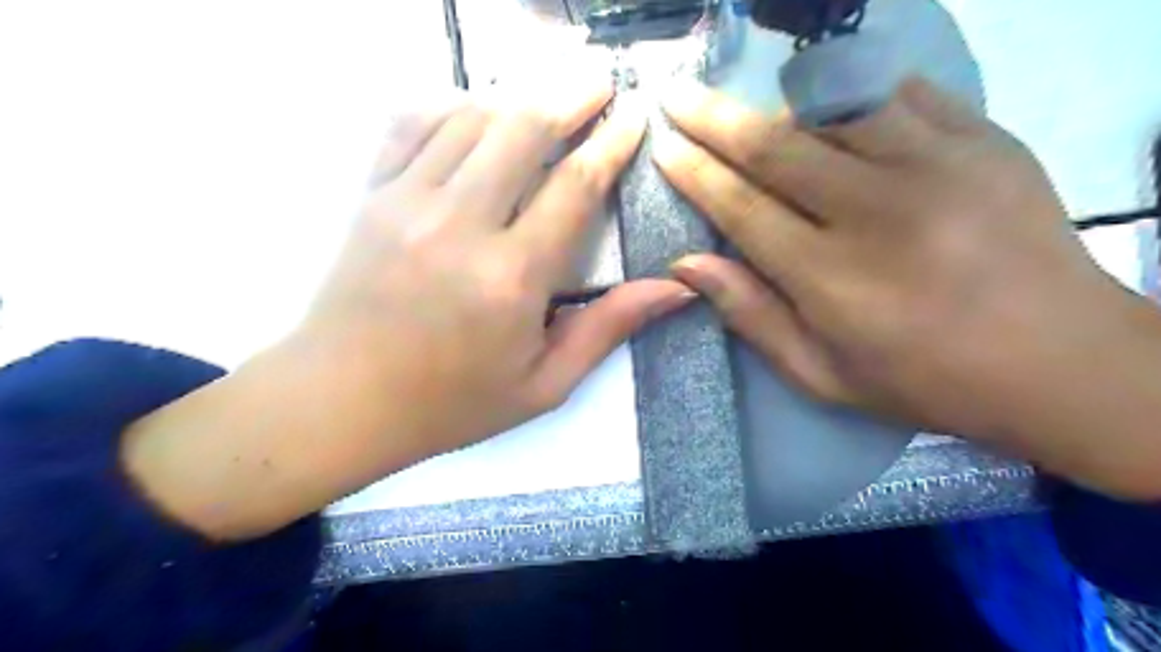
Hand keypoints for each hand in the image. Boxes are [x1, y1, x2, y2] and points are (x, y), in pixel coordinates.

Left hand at [299, 80, 690, 457]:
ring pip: (470, 118)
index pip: (575, 188)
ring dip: (515, 100)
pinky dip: (449, 106)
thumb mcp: (544, 384)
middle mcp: (460, 226)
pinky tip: (474, 112)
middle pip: (523, 131)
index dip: (611, 145)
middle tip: (599, 81)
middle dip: (570, 96)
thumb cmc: (452, 403)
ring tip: (545, 101)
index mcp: (511, 278)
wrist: (342, 403)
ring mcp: (406, 203)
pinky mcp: (370, 197)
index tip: (633, 116)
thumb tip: (675, 288)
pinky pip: (410, 125)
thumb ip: (608, 329)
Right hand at [657, 75, 1159, 498]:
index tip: (666, 149)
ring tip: (751, 112)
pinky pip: (899, 94)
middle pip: (776, 147)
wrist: (1062, 361)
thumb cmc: (925, 379)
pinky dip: (851, 94)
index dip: (696, 174)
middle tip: (679, 96)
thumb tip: (688, 263)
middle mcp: (877, 211)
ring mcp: (937, 165)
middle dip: (715, 118)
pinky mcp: (984, 139)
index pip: (742, 208)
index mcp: (832, 277)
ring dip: (779, 105)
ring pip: (833, 107)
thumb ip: (752, 315)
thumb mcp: (822, 373)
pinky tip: (829, 106)